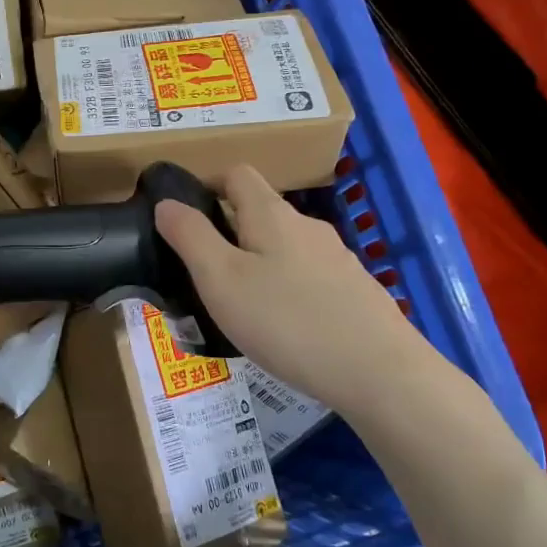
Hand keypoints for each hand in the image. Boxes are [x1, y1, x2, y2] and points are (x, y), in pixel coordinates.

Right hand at [155, 165, 430, 415]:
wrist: (379, 372)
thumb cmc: (286, 321)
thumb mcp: (221, 279)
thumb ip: (190, 236)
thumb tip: (167, 203)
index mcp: (271, 214)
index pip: (236, 174)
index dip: (207, 185)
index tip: (184, 219)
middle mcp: (307, 226)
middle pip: (261, 212)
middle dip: (228, 233)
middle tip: (204, 276)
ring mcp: (337, 258)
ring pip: (285, 248)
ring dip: (258, 265)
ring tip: (240, 309)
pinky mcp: (355, 291)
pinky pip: (308, 277)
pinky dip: (287, 290)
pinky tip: (283, 330)